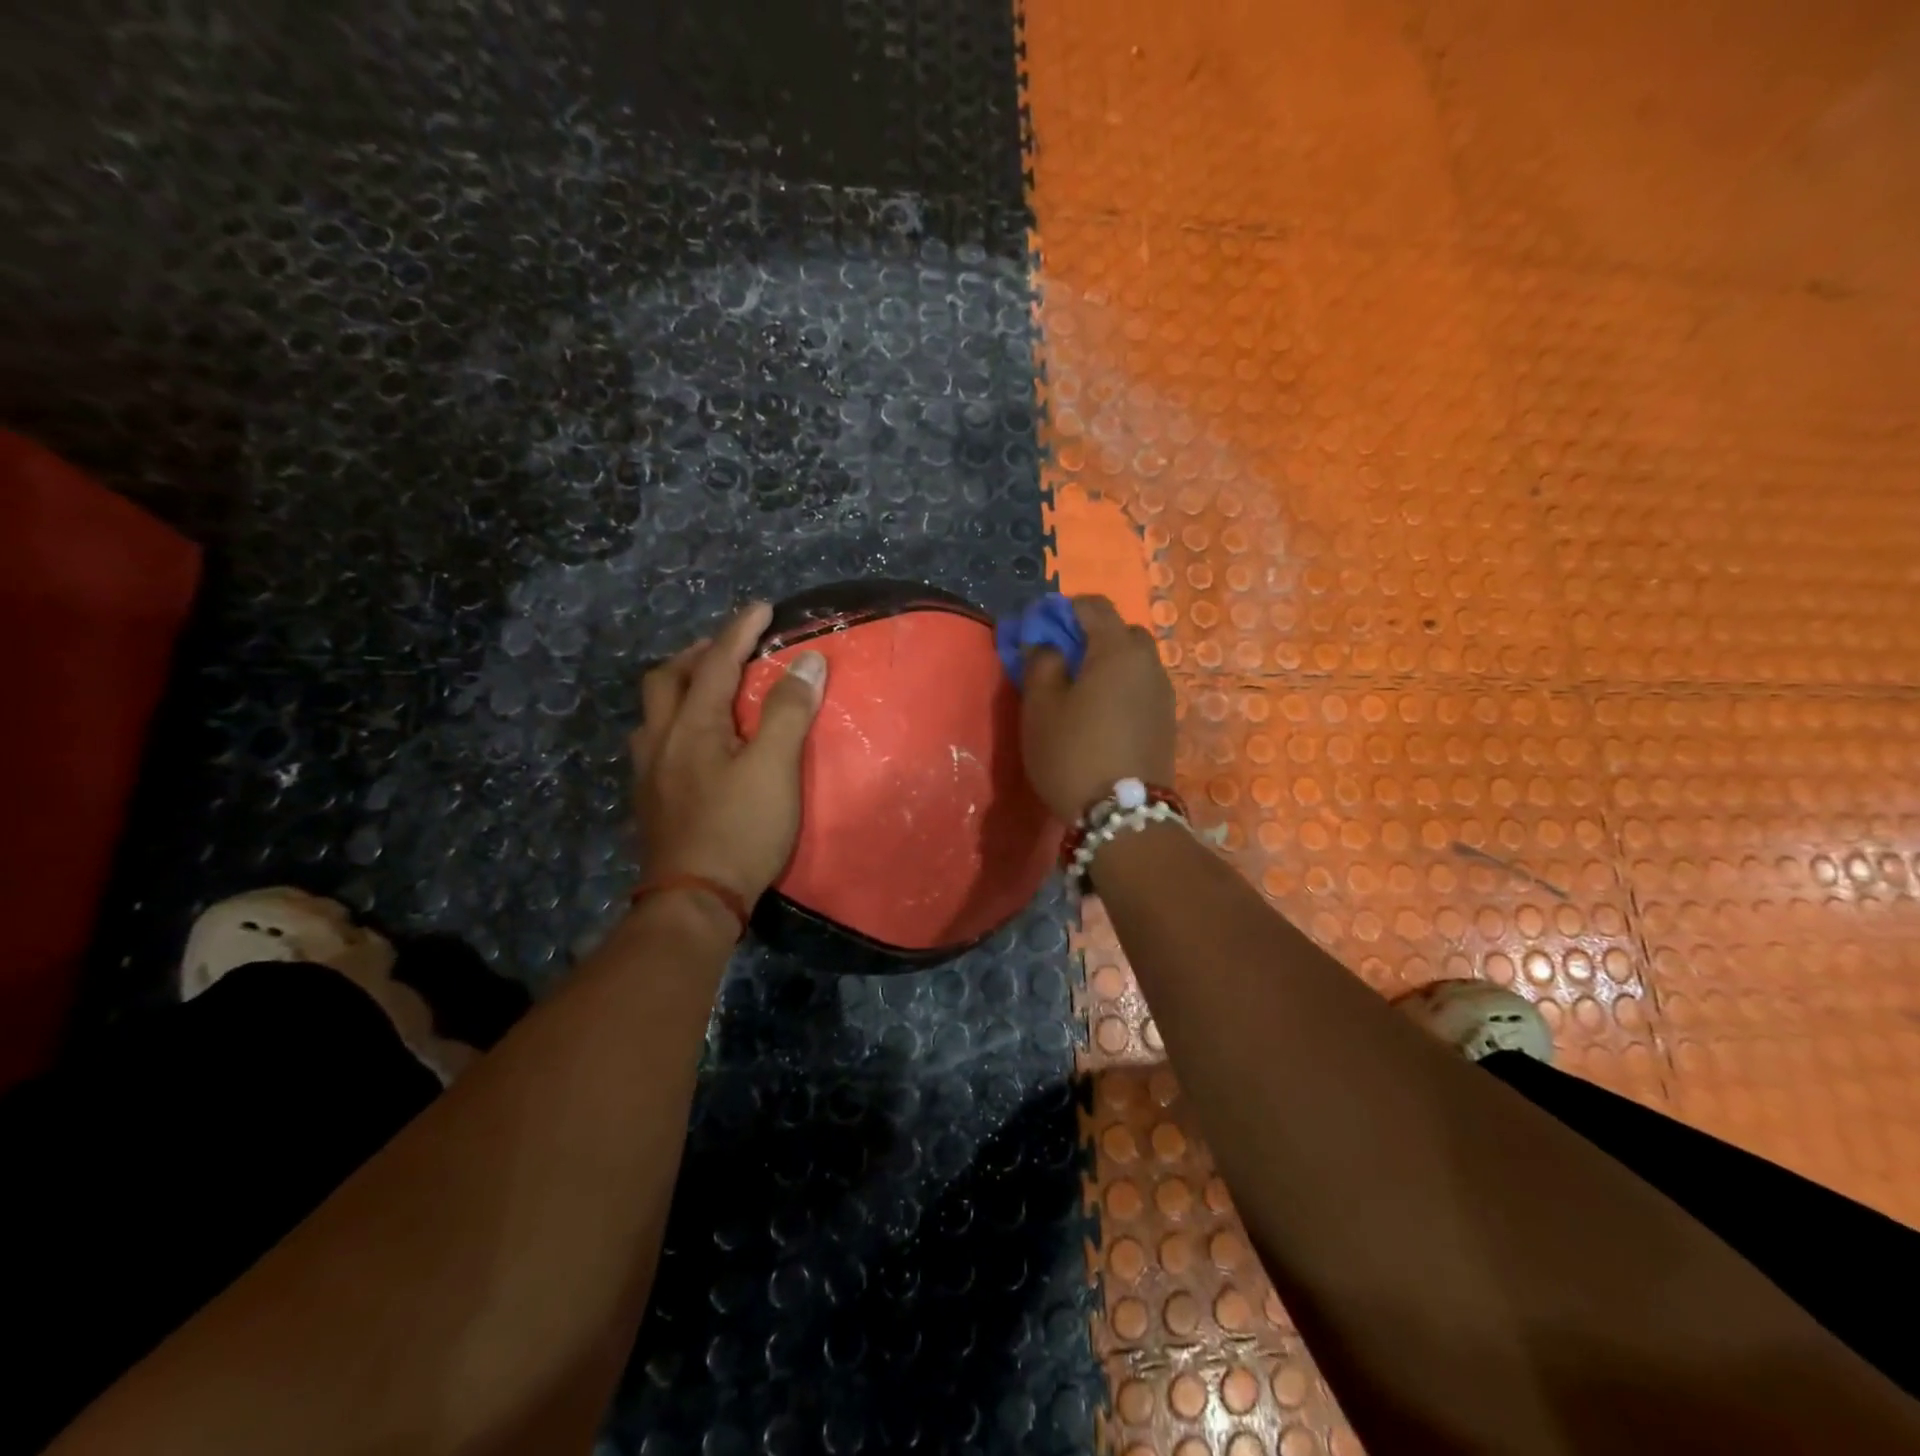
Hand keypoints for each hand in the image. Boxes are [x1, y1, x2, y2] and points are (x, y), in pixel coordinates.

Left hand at [630, 602, 828, 904]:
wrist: (693, 902)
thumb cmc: (740, 830)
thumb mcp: (775, 767)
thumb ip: (788, 711)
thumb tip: (808, 661)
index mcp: (692, 725)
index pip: (716, 662)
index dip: (740, 630)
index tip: (763, 606)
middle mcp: (661, 740)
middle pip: (668, 679)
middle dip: (699, 655)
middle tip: (731, 650)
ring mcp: (649, 773)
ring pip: (656, 712)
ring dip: (683, 689)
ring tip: (712, 692)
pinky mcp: (651, 801)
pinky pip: (657, 741)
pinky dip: (678, 723)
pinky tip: (697, 744)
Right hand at [1020, 594, 1175, 820]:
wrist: (1123, 815)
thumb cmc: (1073, 752)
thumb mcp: (1040, 707)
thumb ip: (1040, 662)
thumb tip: (1046, 643)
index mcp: (1117, 649)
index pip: (1094, 605)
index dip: (1063, 609)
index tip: (1039, 629)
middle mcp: (1149, 663)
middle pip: (1120, 632)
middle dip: (1090, 637)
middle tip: (1060, 662)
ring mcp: (1163, 693)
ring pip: (1133, 662)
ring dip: (1107, 665)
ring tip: (1078, 693)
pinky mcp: (1167, 721)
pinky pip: (1141, 688)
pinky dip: (1121, 688)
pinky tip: (1100, 716)